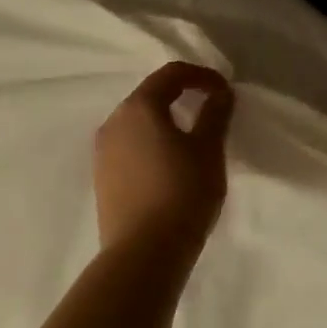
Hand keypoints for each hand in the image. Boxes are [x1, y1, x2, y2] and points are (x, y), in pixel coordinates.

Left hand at [95, 62, 234, 262]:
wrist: (144, 253)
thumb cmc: (182, 193)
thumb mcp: (209, 151)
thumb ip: (215, 114)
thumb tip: (220, 93)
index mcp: (139, 107)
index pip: (171, 74)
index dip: (202, 76)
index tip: (225, 91)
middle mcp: (113, 122)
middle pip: (150, 96)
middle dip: (181, 96)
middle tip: (210, 111)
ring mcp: (102, 152)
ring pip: (137, 124)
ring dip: (164, 122)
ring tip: (191, 141)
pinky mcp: (102, 178)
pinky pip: (129, 148)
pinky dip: (151, 145)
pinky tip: (168, 167)